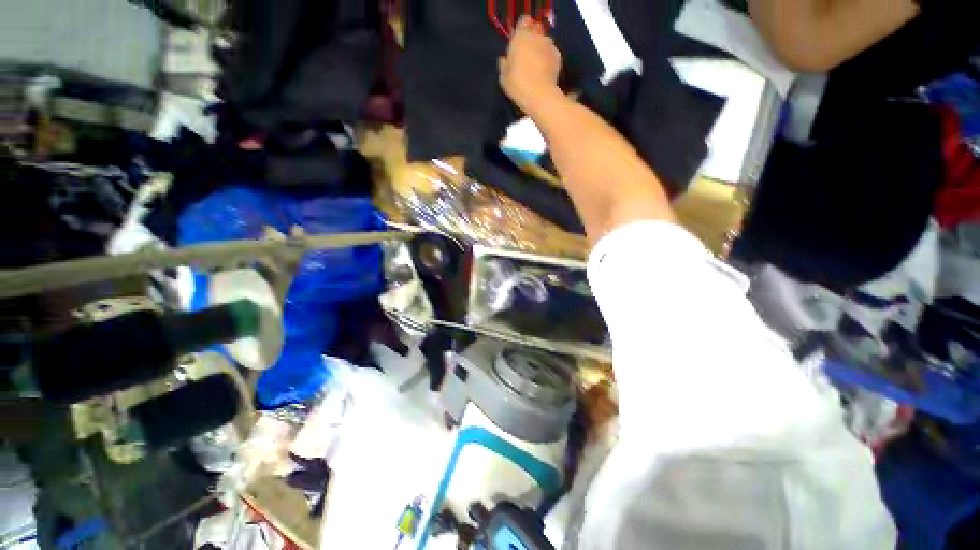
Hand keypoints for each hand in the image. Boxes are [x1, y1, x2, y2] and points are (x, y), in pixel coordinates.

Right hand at [498, 17, 562, 114]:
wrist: (539, 95)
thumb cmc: (517, 83)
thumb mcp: (503, 76)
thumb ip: (504, 63)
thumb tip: (505, 59)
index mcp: (521, 36)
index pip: (523, 22)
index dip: (521, 32)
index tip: (517, 44)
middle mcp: (537, 36)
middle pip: (535, 33)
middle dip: (531, 42)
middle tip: (526, 58)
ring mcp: (550, 45)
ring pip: (544, 43)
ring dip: (540, 51)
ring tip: (536, 67)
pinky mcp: (559, 57)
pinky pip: (552, 55)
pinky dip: (549, 60)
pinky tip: (544, 73)